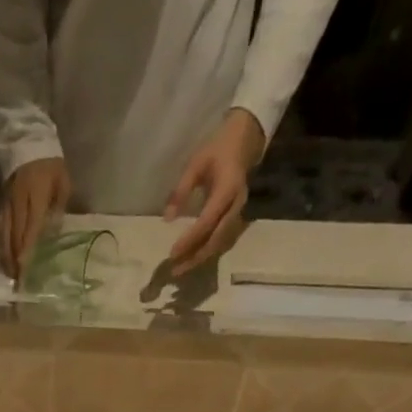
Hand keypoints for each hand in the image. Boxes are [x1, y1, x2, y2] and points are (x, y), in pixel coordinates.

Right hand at [0, 156, 70, 279]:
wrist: (27, 140)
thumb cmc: (51, 164)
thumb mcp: (63, 182)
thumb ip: (58, 208)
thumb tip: (52, 234)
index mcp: (35, 196)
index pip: (30, 228)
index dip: (26, 250)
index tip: (24, 269)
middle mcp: (18, 202)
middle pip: (14, 236)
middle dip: (15, 259)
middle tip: (18, 280)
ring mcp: (7, 203)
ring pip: (4, 234)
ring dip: (6, 255)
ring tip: (9, 273)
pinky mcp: (1, 204)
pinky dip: (1, 244)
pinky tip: (3, 256)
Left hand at [163, 109, 264, 276]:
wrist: (245, 141)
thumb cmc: (217, 149)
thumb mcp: (196, 164)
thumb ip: (181, 190)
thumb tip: (167, 219)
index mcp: (227, 190)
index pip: (207, 222)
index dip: (189, 240)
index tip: (172, 253)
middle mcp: (236, 206)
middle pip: (215, 240)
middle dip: (195, 257)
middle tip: (175, 270)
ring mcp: (239, 214)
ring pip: (220, 244)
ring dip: (200, 258)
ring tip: (181, 269)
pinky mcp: (237, 218)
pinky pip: (222, 241)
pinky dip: (207, 252)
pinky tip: (193, 259)